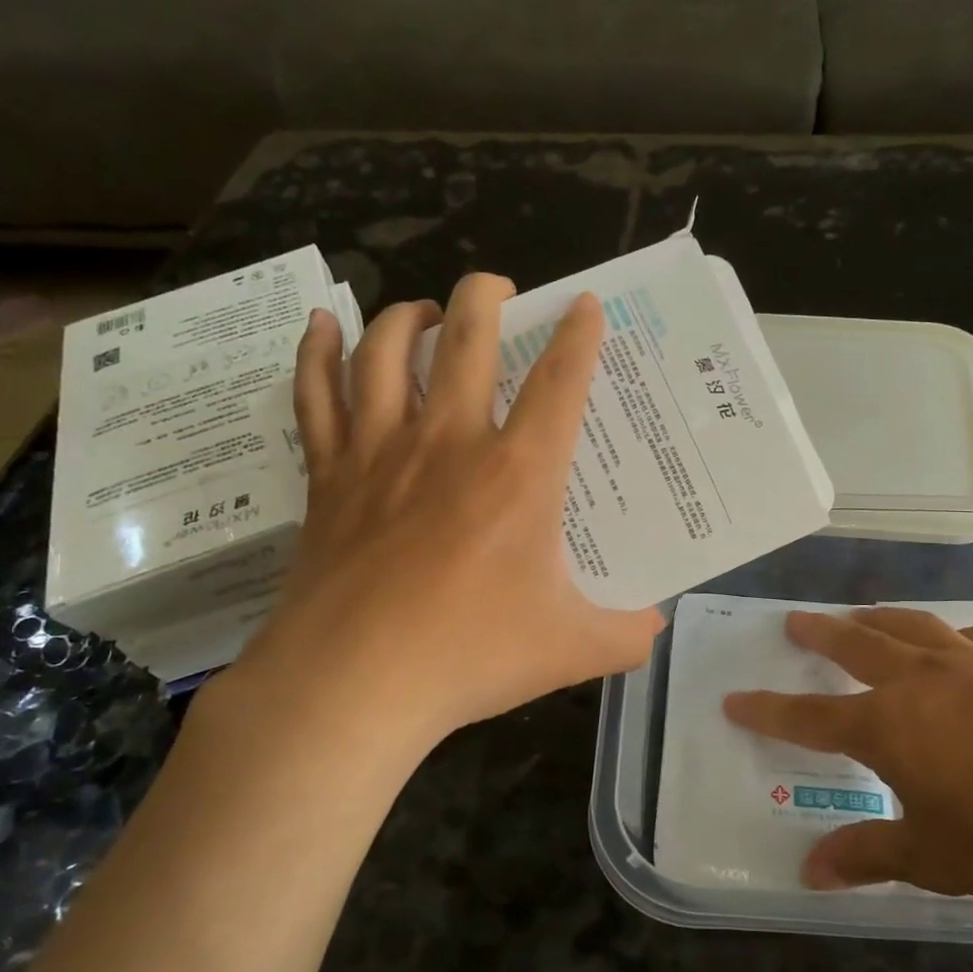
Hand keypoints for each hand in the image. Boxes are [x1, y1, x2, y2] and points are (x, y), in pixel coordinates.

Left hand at [215, 274, 662, 765]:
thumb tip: (656, 627)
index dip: (579, 337)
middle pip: (467, 340)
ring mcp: (381, 452)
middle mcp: (450, 443)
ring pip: (387, 352)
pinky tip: (322, 326)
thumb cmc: (469, 656)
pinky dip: (317, 353)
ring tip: (424, 311)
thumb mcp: (571, 650)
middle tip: (498, 287)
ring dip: (408, 316)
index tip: (584, 305)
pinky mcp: (329, 476)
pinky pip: (316, 395)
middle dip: (486, 296)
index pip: (560, 383)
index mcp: (518, 474)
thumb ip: (626, 635)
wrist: (353, 684)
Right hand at [723, 607, 972, 902]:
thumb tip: (808, 872)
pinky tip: (958, 641)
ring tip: (861, 615)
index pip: (809, 716)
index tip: (735, 699)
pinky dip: (953, 636)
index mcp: (887, 725)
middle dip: (819, 634)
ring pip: (912, 626)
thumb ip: (865, 855)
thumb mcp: (930, 856)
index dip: (768, 710)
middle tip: (795, 621)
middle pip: (855, 644)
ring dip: (878, 619)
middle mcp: (921, 680)